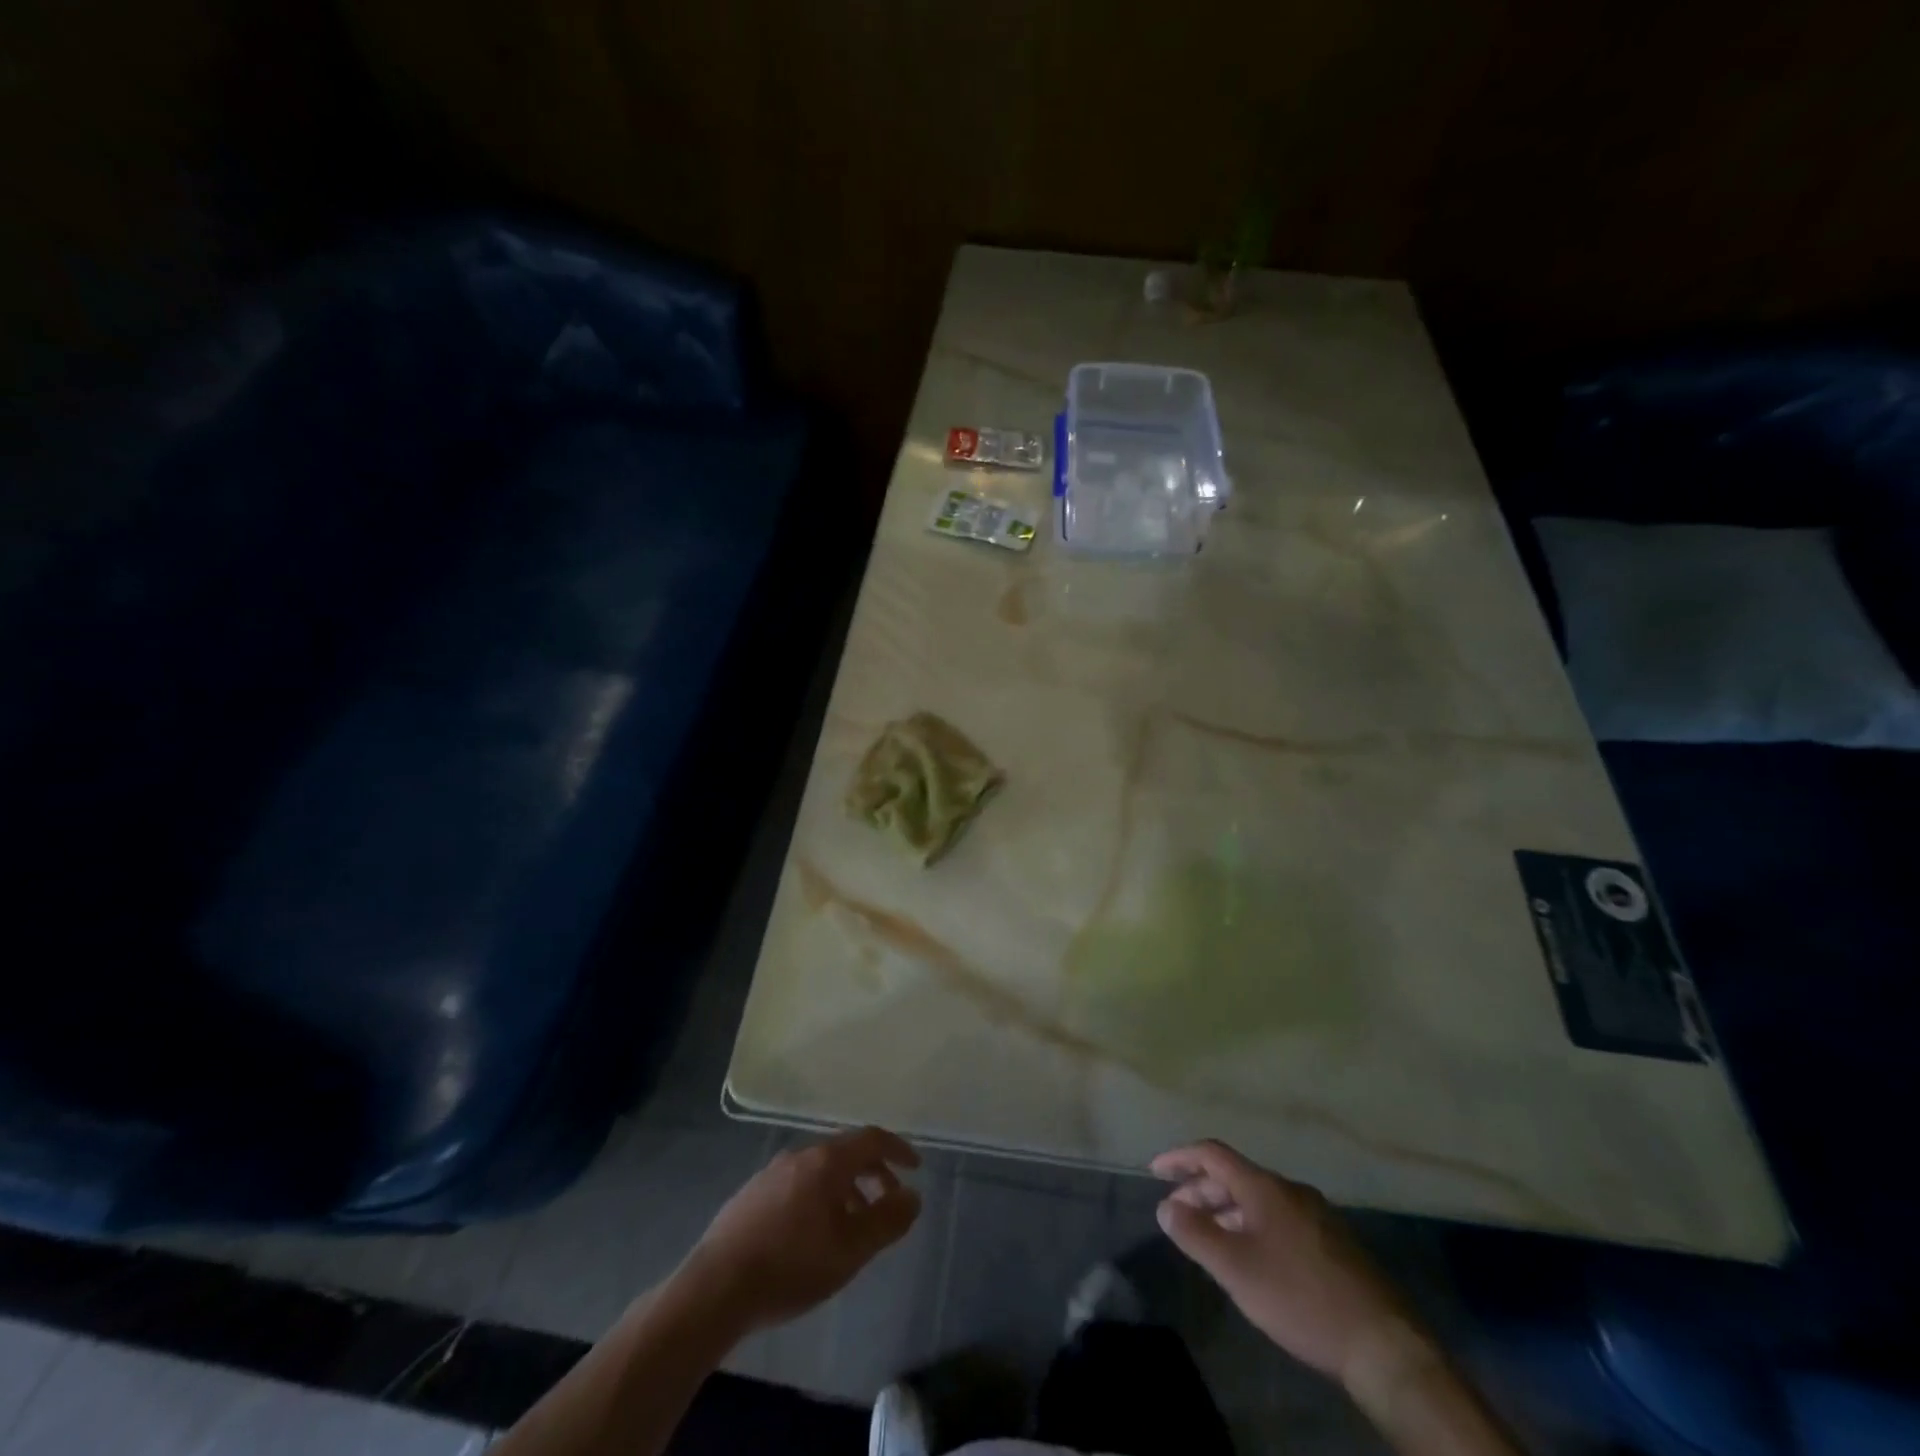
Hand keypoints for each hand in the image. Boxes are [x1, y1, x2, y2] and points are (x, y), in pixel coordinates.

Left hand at [682, 1126, 921, 1333]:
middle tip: (888, 1201)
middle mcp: (801, 1155)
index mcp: (828, 1160)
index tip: (915, 1168)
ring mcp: (772, 1172)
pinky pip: (797, 1184)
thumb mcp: (851, 1250)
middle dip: (873, 1173)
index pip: (872, 1139)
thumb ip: (887, 1221)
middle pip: (846, 1152)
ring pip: (820, 1170)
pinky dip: (819, 1197)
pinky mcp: (751, 1194)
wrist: (716, 1286)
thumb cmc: (792, 1265)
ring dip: (845, 1189)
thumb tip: (914, 1196)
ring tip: (852, 1225)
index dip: (897, 1150)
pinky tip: (812, 1233)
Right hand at [1152, 1140, 1427, 1389]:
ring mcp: (1318, 1215)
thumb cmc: (1299, 1297)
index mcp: (1265, 1187)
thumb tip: (1165, 1207)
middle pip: (1236, 1176)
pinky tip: (1253, 1259)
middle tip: (1178, 1215)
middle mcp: (1291, 1190)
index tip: (1156, 1171)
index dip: (1180, 1158)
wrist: (1384, 1345)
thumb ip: (1196, 1234)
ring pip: (1259, 1200)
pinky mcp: (1335, 1243)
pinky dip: (1253, 1226)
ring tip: (1209, 1239)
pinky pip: (1280, 1219)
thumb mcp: (1236, 1269)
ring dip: (1227, 1211)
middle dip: (1202, 1191)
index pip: (1212, 1154)